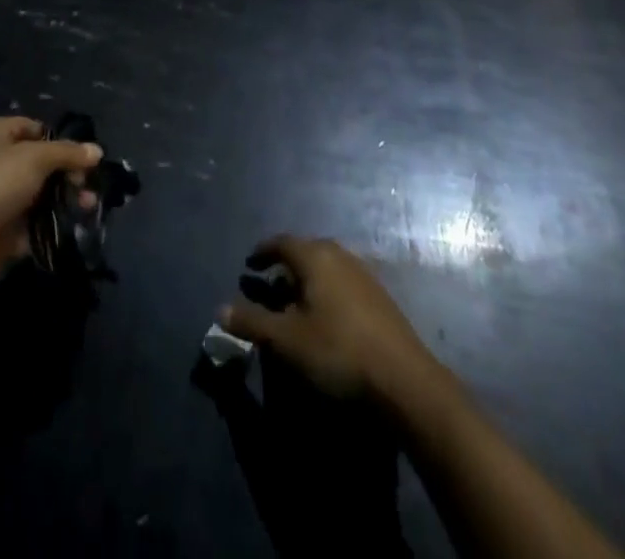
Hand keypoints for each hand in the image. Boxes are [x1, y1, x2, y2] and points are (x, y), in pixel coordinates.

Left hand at [0, 117, 100, 289]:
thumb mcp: (34, 158)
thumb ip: (67, 153)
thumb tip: (97, 150)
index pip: (34, 129)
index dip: (60, 141)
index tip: (85, 157)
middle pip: (39, 163)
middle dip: (67, 173)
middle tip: (89, 185)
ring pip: (39, 193)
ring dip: (64, 199)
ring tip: (88, 206)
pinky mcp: (0, 230)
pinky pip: (32, 222)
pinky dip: (51, 223)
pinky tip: (74, 225)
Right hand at [220, 235, 435, 400]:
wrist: (405, 381)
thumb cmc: (338, 352)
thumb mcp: (287, 341)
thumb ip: (252, 323)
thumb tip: (219, 310)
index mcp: (315, 256)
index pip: (281, 242)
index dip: (263, 252)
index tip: (250, 264)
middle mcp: (340, 255)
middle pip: (306, 251)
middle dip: (286, 266)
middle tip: (270, 286)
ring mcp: (365, 275)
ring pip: (327, 267)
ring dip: (308, 280)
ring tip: (296, 305)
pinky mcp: (381, 298)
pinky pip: (344, 283)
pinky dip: (328, 292)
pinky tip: (328, 319)